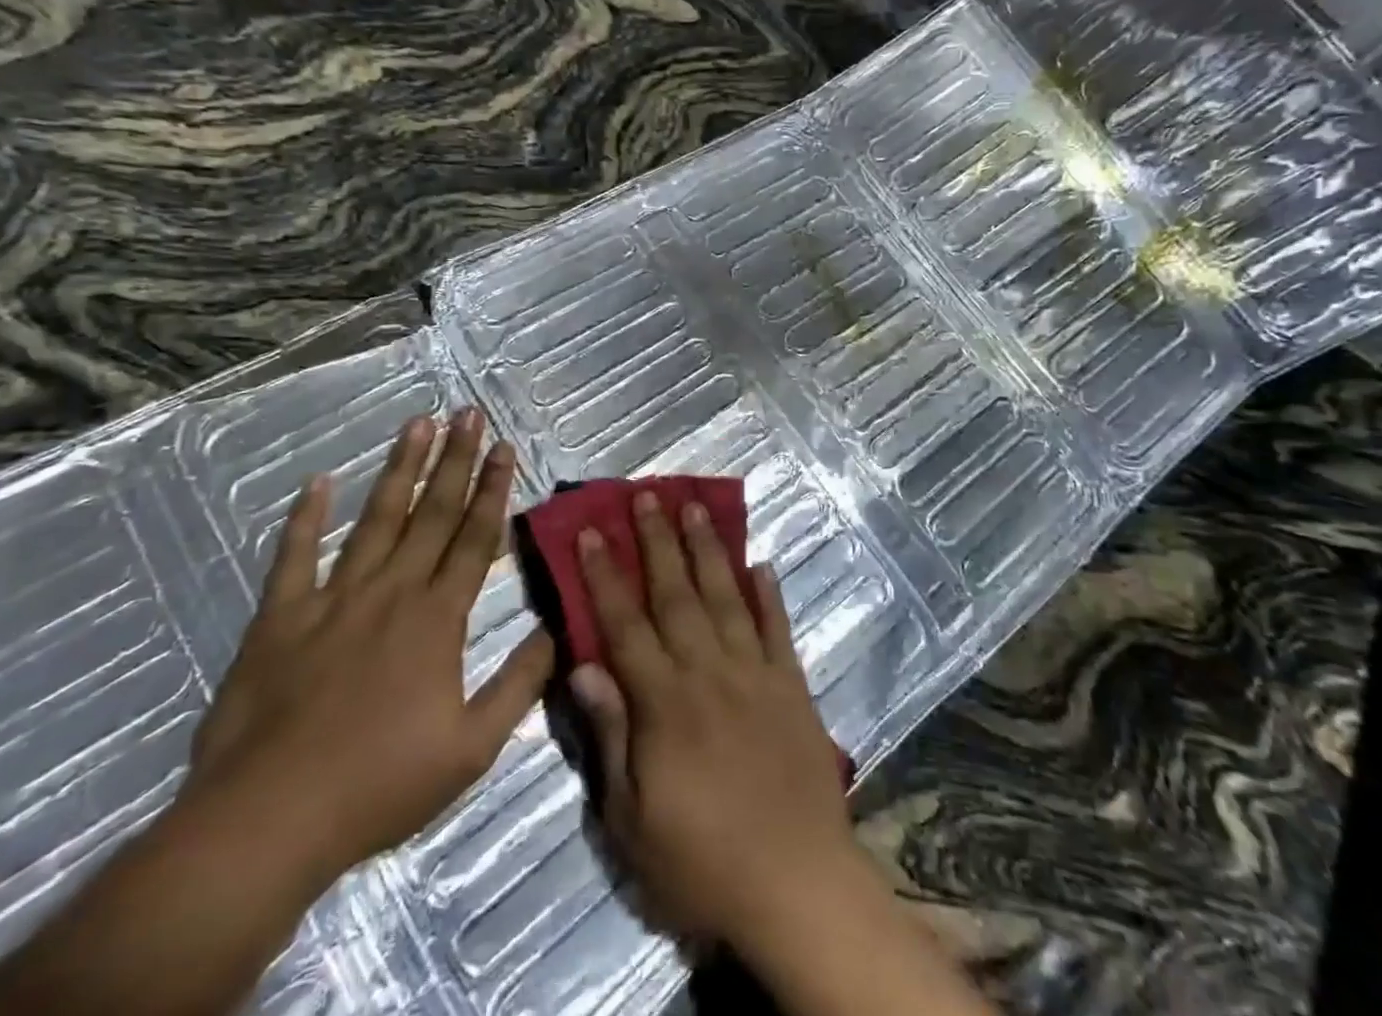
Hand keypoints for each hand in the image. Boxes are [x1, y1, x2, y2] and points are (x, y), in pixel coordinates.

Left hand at [185, 408, 552, 882]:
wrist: (266, 823)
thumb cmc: (377, 787)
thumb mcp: (471, 749)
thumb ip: (519, 684)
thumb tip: (557, 630)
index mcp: (436, 619)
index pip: (473, 539)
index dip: (492, 490)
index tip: (505, 448)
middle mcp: (390, 592)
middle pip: (431, 514)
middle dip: (455, 460)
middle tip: (468, 413)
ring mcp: (332, 599)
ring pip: (375, 520)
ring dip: (399, 469)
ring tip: (417, 423)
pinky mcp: (279, 618)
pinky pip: (294, 557)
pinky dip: (304, 518)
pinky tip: (317, 482)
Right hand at [567, 492, 862, 950]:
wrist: (798, 886)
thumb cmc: (702, 863)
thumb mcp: (632, 820)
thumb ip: (610, 736)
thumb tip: (583, 668)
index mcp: (664, 703)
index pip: (625, 625)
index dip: (605, 575)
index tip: (591, 531)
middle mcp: (709, 672)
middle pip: (676, 595)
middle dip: (657, 542)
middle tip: (647, 495)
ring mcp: (756, 673)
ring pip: (725, 598)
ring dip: (708, 550)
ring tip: (695, 508)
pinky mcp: (793, 686)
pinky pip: (778, 629)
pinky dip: (769, 594)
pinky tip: (761, 564)